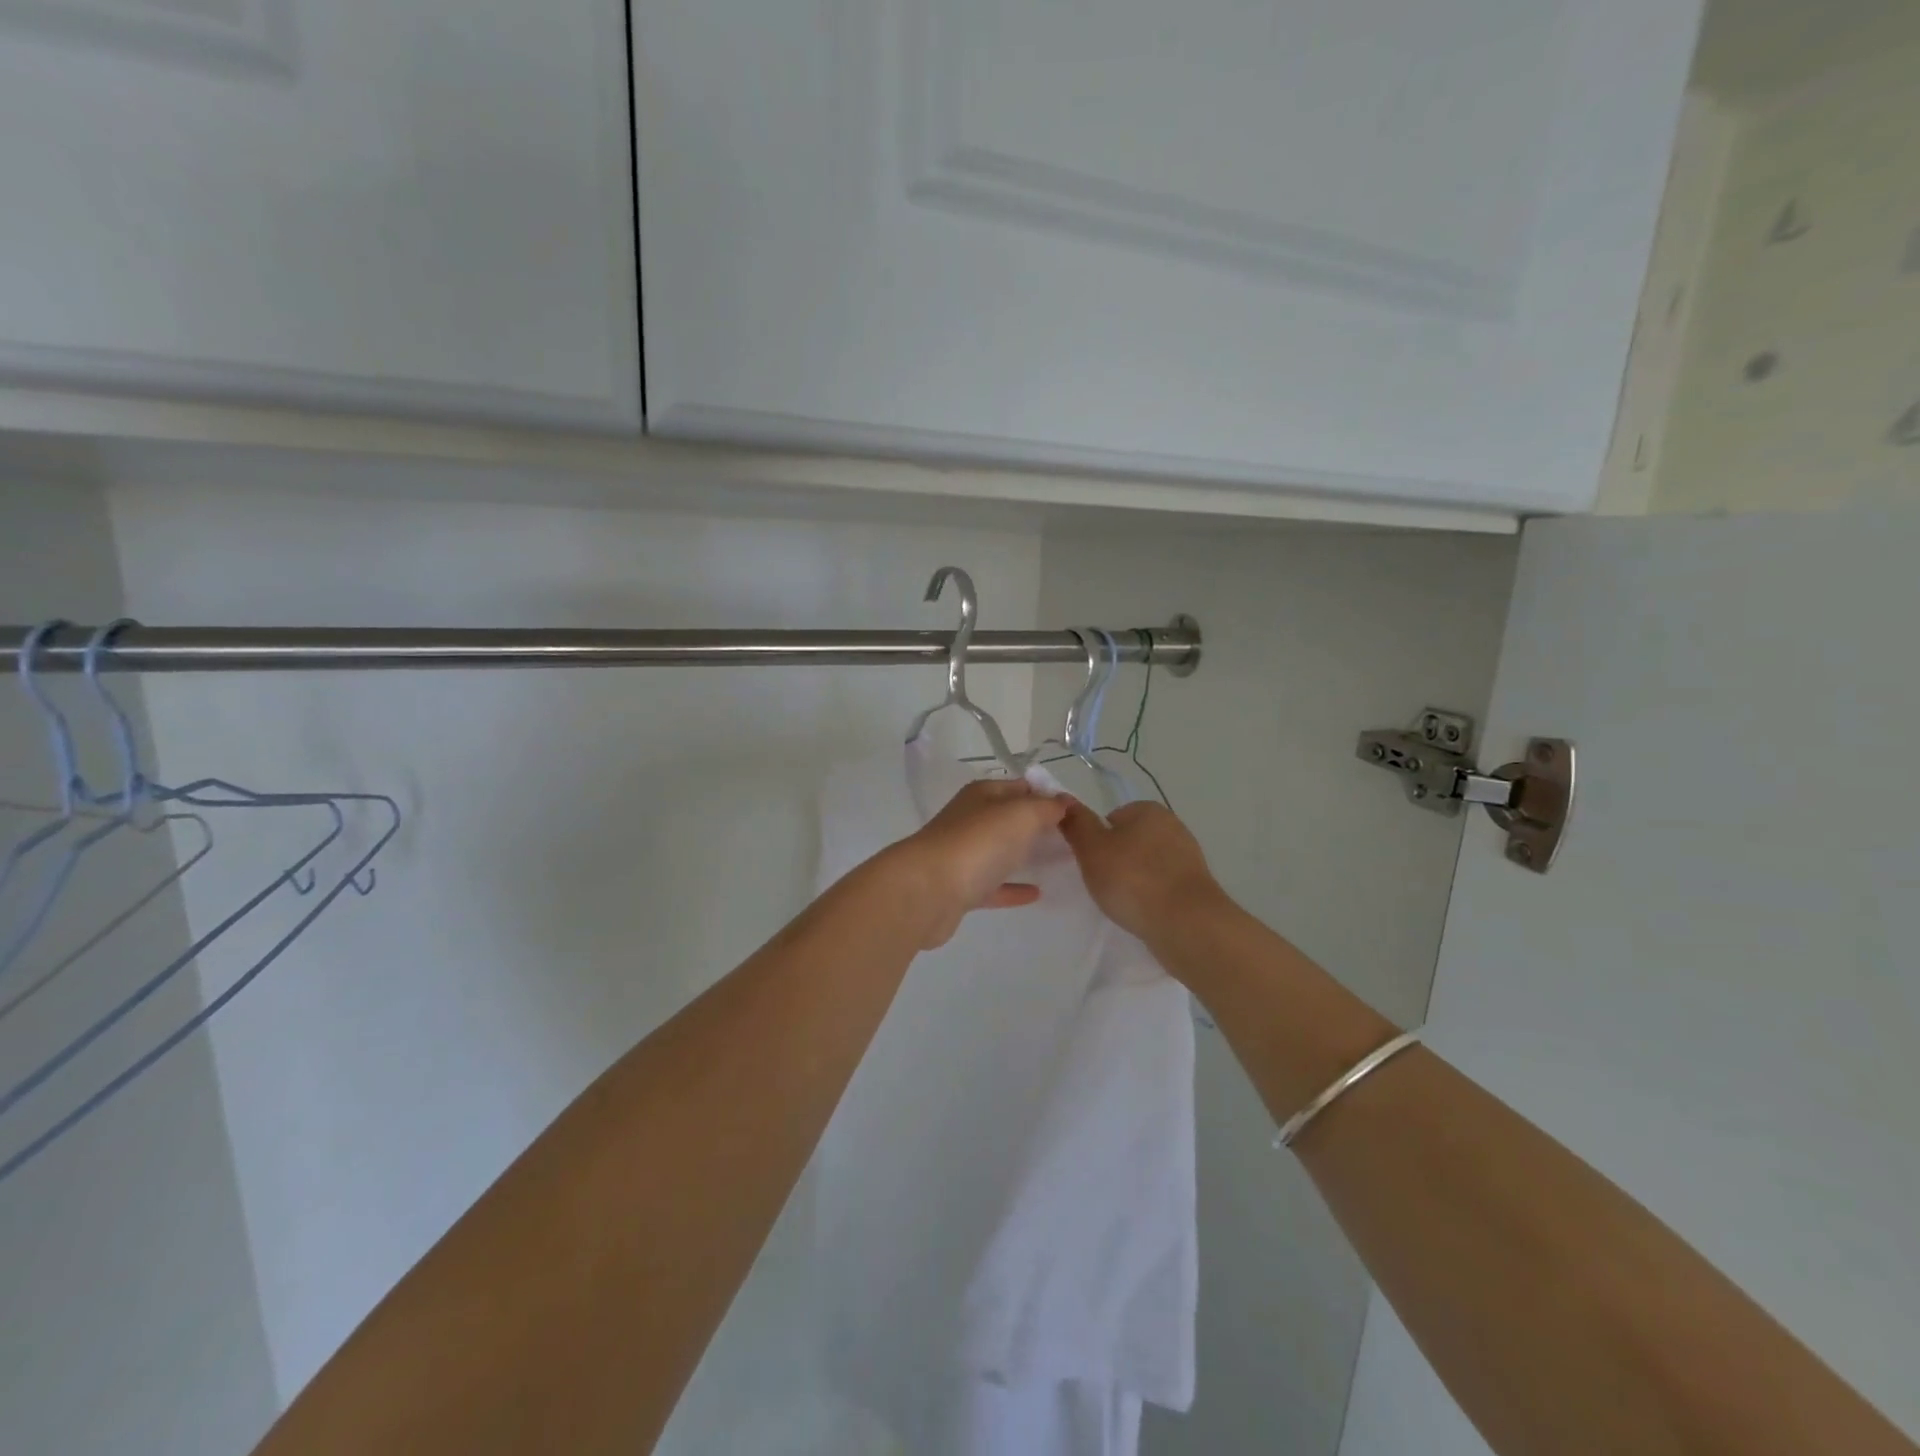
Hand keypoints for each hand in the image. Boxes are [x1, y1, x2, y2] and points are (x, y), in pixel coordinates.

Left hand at [891, 779, 1069, 947]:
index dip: (1046, 794)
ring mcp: (963, 855)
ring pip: (999, 851)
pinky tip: (1037, 893)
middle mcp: (970, 821)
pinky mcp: (960, 889)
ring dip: (1024, 854)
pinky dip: (1013, 887)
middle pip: (1008, 819)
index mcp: (981, 795)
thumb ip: (1045, 807)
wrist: (928, 891)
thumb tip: (1062, 802)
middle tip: (1071, 837)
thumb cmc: (978, 843)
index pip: (1019, 787)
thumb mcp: (1021, 814)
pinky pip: (993, 885)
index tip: (1074, 810)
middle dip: (1037, 825)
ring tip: (1058, 862)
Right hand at [1058, 799, 1221, 941]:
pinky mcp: (1196, 886)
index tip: (1091, 862)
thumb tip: (1064, 799)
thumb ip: (1077, 823)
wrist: (1186, 924)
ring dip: (1134, 879)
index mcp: (1148, 810)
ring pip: (1147, 864)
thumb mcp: (1092, 848)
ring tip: (1123, 902)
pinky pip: (1163, 885)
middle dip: (1116, 859)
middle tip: (1103, 883)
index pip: (1112, 818)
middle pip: (1131, 840)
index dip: (1097, 840)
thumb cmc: (1133, 879)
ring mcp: (1188, 857)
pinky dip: (1151, 895)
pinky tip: (1143, 912)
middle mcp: (1173, 826)